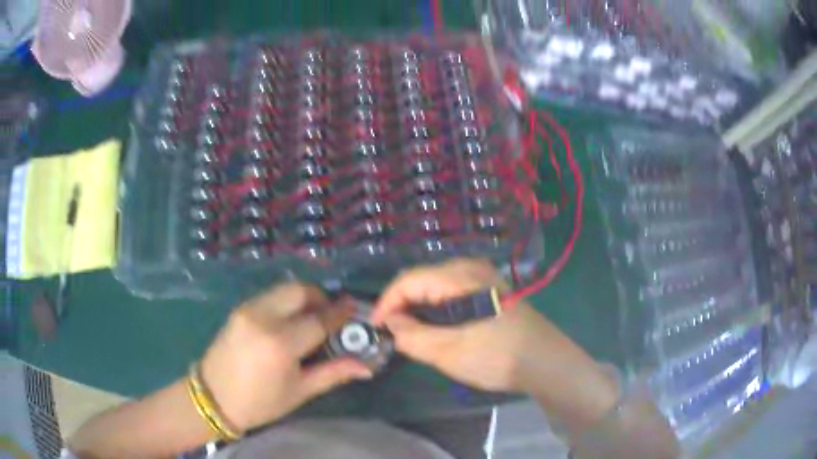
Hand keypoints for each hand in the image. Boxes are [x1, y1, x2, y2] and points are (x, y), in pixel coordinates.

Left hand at [200, 283, 372, 431]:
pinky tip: (289, 321)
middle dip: (321, 298)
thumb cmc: (260, 403)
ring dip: (303, 298)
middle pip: (300, 291)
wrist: (213, 397)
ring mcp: (248, 309)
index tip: (354, 310)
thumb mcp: (299, 391)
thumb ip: (333, 373)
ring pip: (284, 289)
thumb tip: (367, 366)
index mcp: (280, 344)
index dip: (340, 314)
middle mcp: (263, 318)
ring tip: (311, 318)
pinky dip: (286, 301)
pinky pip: (270, 296)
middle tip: (331, 315)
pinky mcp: (239, 309)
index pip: (319, 320)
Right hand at [372, 258, 547, 391]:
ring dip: (418, 308)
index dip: (386, 303)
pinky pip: (451, 292)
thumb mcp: (448, 352)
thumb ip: (412, 336)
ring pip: (436, 286)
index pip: (408, 280)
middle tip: (391, 333)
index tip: (374, 328)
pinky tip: (435, 327)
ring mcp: (482, 276)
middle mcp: (470, 267)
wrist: (544, 361)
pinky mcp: (489, 288)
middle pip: (422, 280)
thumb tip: (390, 324)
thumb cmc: (497, 356)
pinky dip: (436, 308)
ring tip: (409, 333)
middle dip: (401, 306)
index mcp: (459, 276)